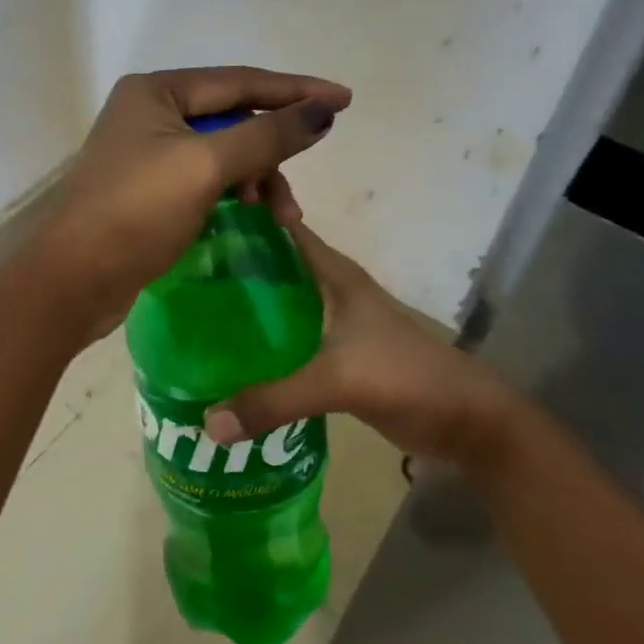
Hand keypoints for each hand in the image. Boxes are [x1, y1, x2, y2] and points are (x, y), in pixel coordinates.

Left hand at [33, 66, 350, 336]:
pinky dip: (234, 195)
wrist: (74, 279)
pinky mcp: (150, 189)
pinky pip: (207, 179)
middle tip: (295, 195)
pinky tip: (251, 217)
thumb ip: (267, 135)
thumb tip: (322, 111)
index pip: (240, 81)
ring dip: (256, 180)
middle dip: (271, 154)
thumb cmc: (137, 212)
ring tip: (279, 218)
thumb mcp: (206, 167)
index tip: (345, 100)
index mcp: (156, 91)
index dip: (295, 91)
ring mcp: (148, 152)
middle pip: (233, 119)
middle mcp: (150, 112)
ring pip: (223, 153)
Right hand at [202, 220, 531, 467]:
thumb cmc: (407, 377)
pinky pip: (286, 342)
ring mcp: (332, 325)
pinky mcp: (334, 357)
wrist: (466, 421)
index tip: (191, 226)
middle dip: (229, 270)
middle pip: (272, 268)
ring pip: (278, 306)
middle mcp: (329, 291)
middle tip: (177, 279)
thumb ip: (273, 400)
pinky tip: (228, 361)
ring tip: (189, 318)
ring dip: (243, 311)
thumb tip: (207, 422)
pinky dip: (260, 347)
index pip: (280, 229)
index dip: (241, 221)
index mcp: (333, 274)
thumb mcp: (338, 382)